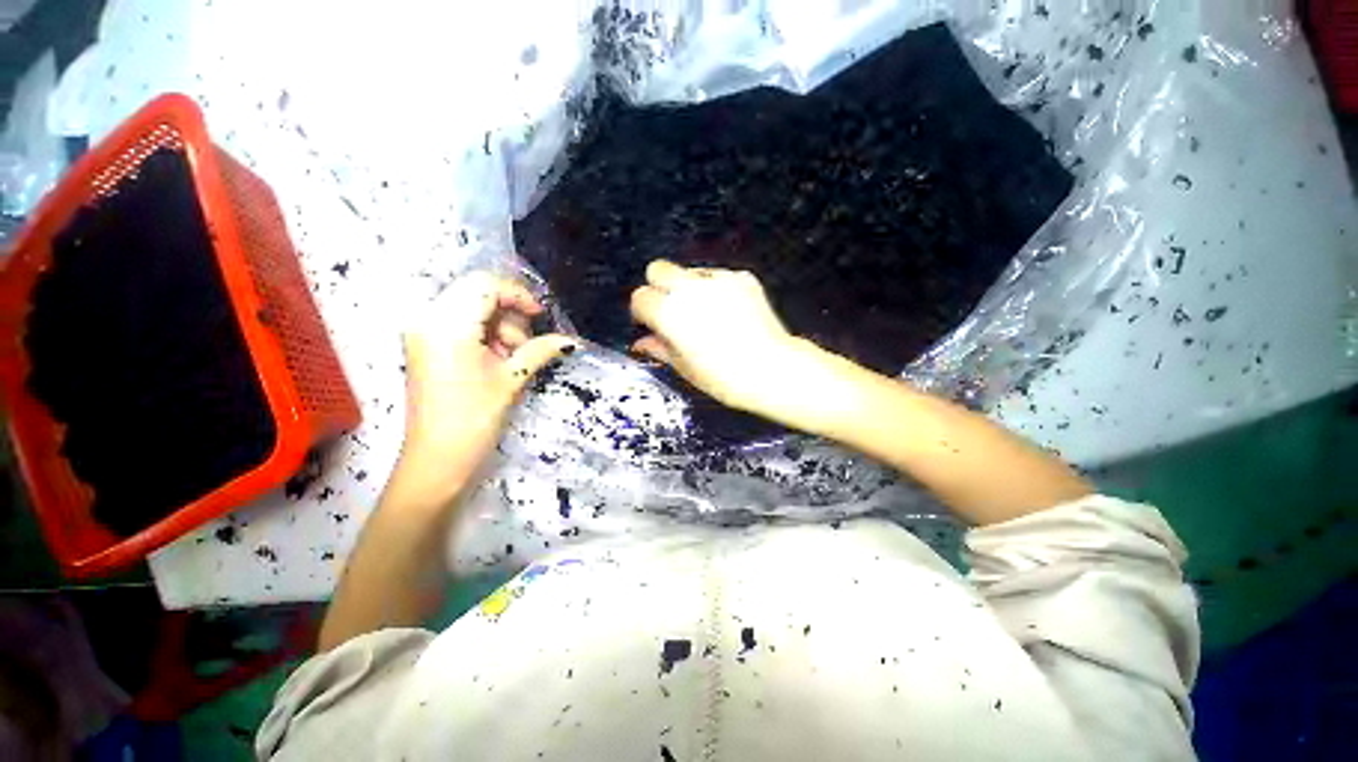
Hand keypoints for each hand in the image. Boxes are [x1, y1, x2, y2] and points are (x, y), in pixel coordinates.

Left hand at [394, 271, 576, 509]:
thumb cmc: (474, 420)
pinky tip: (495, 360)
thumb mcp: (512, 380)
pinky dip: (484, 334)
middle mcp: (427, 319)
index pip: (485, 285)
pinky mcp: (426, 345)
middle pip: (477, 292)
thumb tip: (570, 340)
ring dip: (499, 326)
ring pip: (471, 307)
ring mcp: (423, 332)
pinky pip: (461, 323)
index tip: (540, 317)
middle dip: (508, 314)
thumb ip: (541, 350)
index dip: (518, 295)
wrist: (437, 461)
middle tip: (523, 345)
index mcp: (446, 324)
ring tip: (510, 359)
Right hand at [629, 260, 802, 412]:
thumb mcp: (684, 367)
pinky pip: (718, 276)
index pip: (640, 297)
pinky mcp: (741, 278)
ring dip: (687, 288)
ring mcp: (717, 280)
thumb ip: (659, 348)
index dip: (642, 312)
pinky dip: (715, 289)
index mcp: (669, 312)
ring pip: (688, 271)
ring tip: (703, 314)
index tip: (650, 323)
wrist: (771, 370)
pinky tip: (726, 312)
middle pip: (658, 269)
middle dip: (658, 287)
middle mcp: (689, 289)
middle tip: (670, 310)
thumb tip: (642, 343)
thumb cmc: (725, 377)